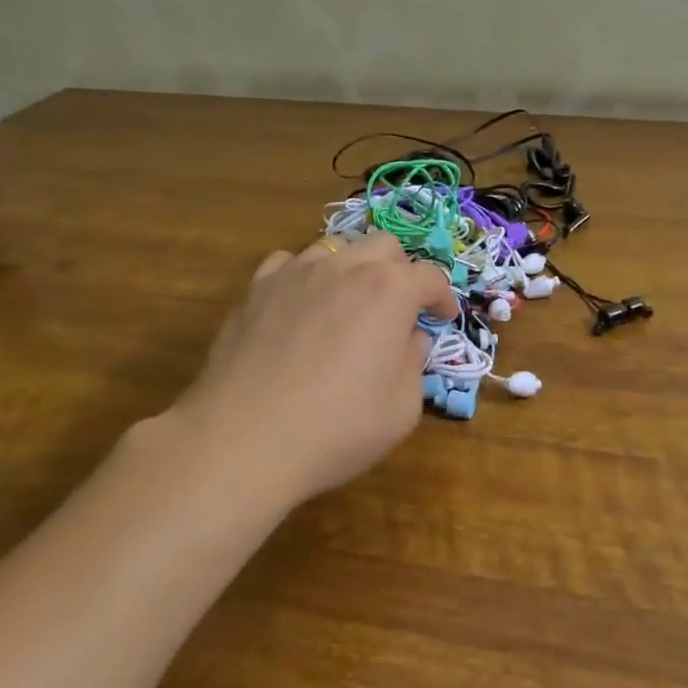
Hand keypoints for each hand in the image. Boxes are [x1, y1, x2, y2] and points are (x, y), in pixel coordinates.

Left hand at [169, 233, 457, 508]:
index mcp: (390, 290)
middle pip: (384, 247)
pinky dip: (306, 277)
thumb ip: (414, 362)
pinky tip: (302, 306)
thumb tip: (410, 338)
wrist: (244, 440)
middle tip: (398, 311)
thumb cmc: (338, 428)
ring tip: (349, 305)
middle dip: (401, 273)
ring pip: (336, 247)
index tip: (442, 319)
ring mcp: (295, 273)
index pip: (430, 276)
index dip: (443, 298)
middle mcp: (344, 267)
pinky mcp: (256, 289)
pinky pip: (289, 263)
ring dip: (354, 269)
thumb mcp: (402, 408)